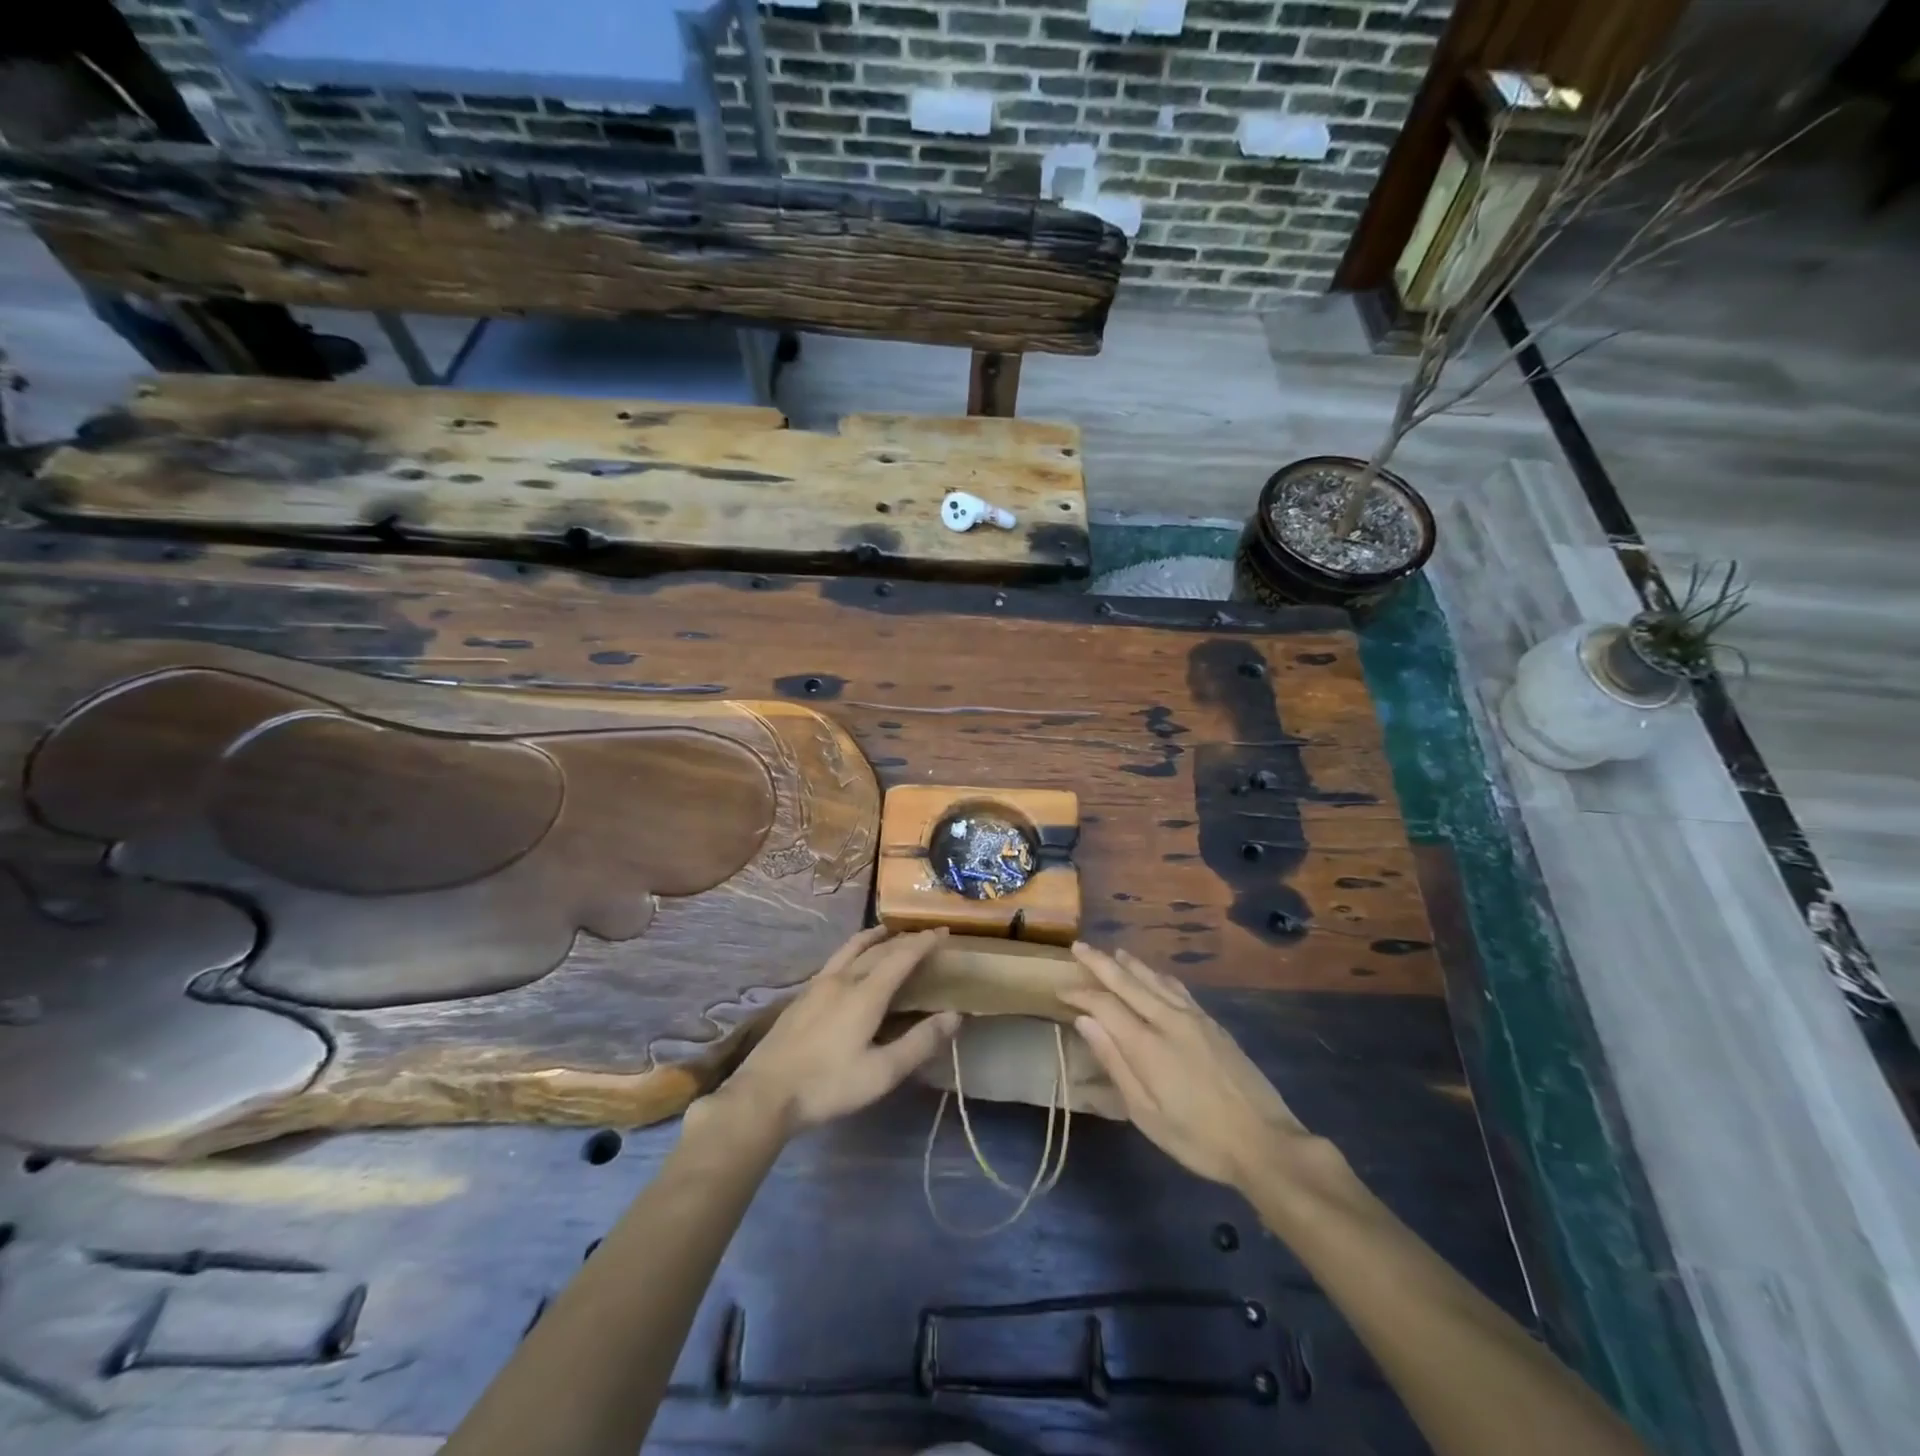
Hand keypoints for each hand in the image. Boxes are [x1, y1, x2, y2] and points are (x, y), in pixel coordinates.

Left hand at [710, 927, 960, 1137]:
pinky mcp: (802, 995)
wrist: (765, 1094)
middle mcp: (843, 979)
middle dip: (904, 939)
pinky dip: (854, 949)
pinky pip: (836, 959)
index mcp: (866, 993)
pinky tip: (851, 963)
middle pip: (878, 949)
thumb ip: (920, 1042)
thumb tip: (954, 1015)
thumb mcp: (882, 1072)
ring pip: (851, 948)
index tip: (944, 931)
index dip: (924, 942)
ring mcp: (818, 984)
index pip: (901, 956)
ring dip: (874, 937)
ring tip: (887, 932)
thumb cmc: (829, 1085)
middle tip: (924, 935)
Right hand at [1060, 942, 1312, 1191]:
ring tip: (1113, 953)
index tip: (1060, 988)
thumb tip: (1085, 1021)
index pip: (1105, 1004)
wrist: (1265, 1142)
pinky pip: (1178, 988)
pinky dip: (1158, 976)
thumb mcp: (1146, 1113)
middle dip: (1100, 963)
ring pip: (1155, 979)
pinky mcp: (1213, 1024)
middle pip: (1128, 981)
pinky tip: (1155, 976)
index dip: (1080, 994)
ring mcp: (1195, 1018)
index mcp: (1147, 1043)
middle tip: (1079, 947)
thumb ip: (1115, 1063)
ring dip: (1131, 964)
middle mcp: (1169, 1020)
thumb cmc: (1198, 1138)